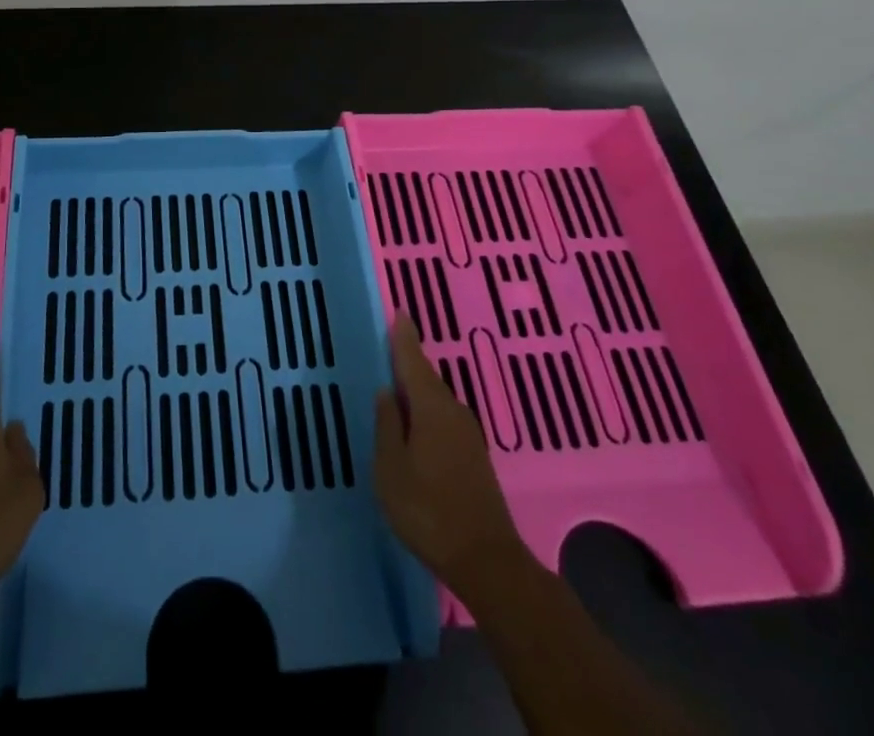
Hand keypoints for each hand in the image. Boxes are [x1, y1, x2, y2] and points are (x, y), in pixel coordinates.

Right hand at [374, 316, 534, 601]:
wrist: (486, 561)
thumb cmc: (428, 511)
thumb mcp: (391, 469)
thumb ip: (387, 426)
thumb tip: (387, 392)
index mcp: (431, 408)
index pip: (413, 361)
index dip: (404, 338)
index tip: (399, 313)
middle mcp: (453, 412)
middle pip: (427, 378)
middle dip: (409, 362)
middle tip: (390, 346)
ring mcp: (468, 435)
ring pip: (436, 400)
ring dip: (418, 389)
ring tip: (397, 384)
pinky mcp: (474, 457)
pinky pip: (443, 418)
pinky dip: (427, 411)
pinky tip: (416, 423)